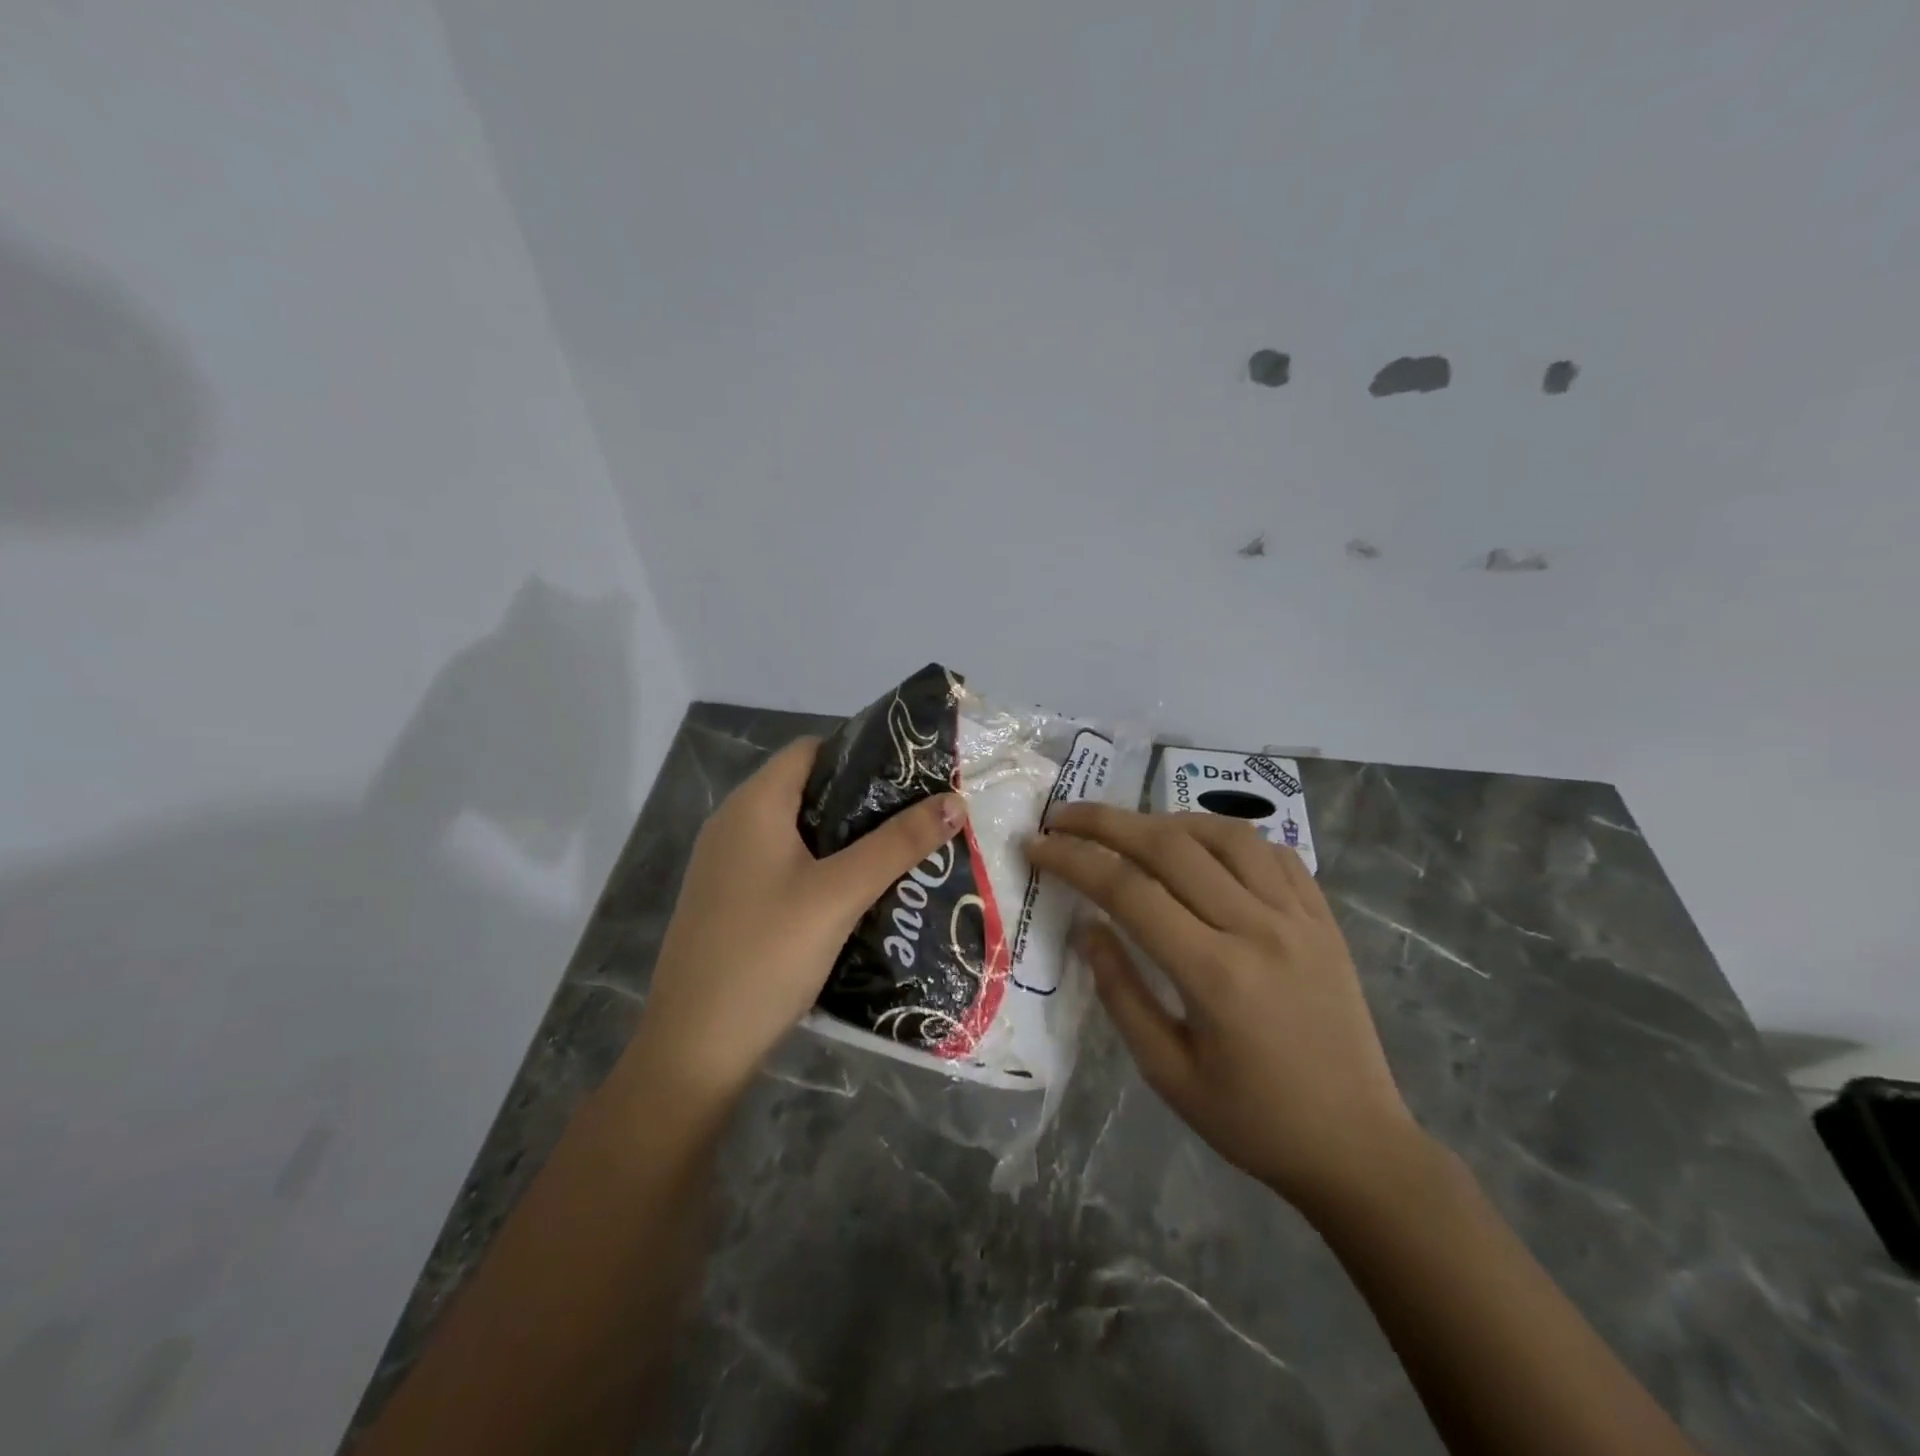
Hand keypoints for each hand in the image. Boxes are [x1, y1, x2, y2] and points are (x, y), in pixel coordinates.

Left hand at [632, 737, 966, 1105]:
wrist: (694, 1048)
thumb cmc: (767, 954)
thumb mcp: (840, 894)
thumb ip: (898, 844)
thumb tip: (955, 801)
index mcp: (753, 805)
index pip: (811, 749)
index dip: (861, 753)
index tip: (911, 774)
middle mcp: (733, 824)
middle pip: (806, 789)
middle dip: (863, 800)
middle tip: (917, 816)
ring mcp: (727, 865)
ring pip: (797, 831)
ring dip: (845, 838)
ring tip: (899, 852)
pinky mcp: (729, 901)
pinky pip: (783, 865)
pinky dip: (820, 867)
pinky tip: (856, 893)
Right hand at [1025, 804, 1420, 1212]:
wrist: (1358, 1147)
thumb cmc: (1253, 1121)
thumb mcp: (1168, 1073)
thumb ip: (1121, 993)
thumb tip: (1087, 927)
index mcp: (1215, 973)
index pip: (1129, 891)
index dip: (1074, 860)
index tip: (1036, 845)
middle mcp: (1258, 929)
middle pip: (1171, 846)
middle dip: (1107, 822)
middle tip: (1063, 816)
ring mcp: (1299, 917)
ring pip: (1225, 835)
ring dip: (1167, 821)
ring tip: (1130, 829)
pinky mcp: (1325, 919)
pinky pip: (1273, 853)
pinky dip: (1228, 837)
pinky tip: (1203, 848)